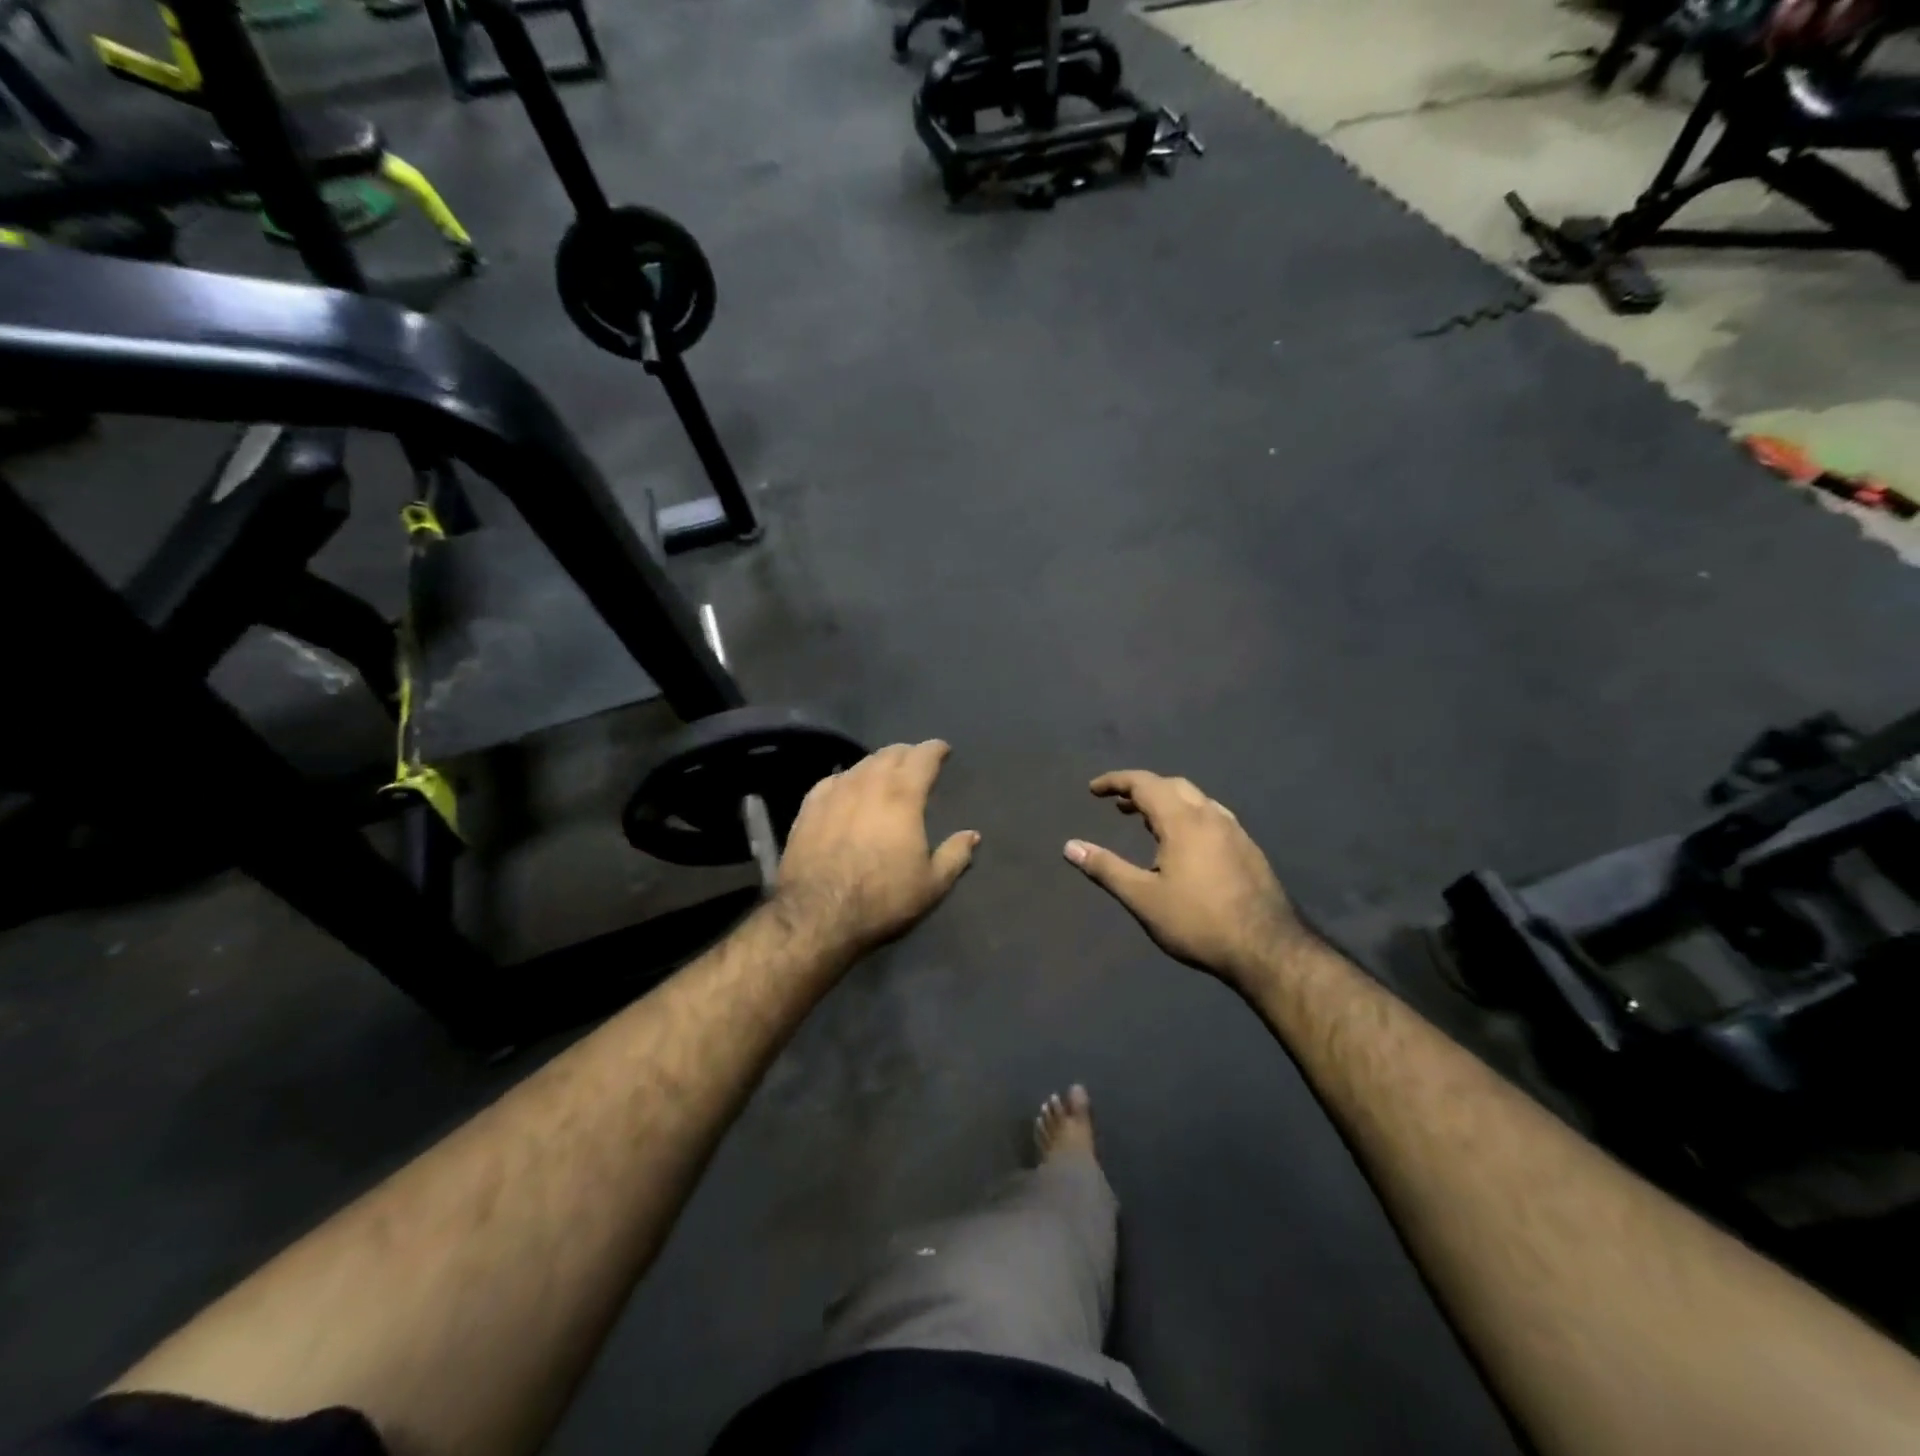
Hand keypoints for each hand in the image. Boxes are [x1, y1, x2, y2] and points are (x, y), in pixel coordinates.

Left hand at [775, 740, 979, 957]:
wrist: (817, 915)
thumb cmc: (882, 899)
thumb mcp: (932, 884)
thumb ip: (955, 855)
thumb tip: (972, 835)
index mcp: (903, 796)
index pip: (923, 757)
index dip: (935, 749)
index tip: (943, 750)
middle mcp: (869, 784)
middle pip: (890, 754)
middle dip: (907, 753)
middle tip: (916, 761)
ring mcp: (835, 792)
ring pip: (861, 764)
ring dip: (878, 763)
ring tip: (885, 772)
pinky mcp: (809, 807)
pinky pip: (833, 780)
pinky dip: (848, 778)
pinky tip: (847, 787)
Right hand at [1064, 770, 1303, 985]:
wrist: (1267, 948)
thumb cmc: (1197, 922)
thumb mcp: (1143, 898)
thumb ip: (1106, 868)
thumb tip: (1070, 846)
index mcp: (1183, 820)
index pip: (1144, 784)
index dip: (1116, 782)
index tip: (1093, 790)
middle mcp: (1211, 816)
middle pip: (1172, 786)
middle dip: (1142, 789)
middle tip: (1119, 806)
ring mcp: (1235, 832)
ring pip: (1196, 800)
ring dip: (1167, 802)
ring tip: (1147, 823)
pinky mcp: (1249, 849)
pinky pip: (1212, 817)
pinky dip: (1188, 816)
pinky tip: (1185, 845)